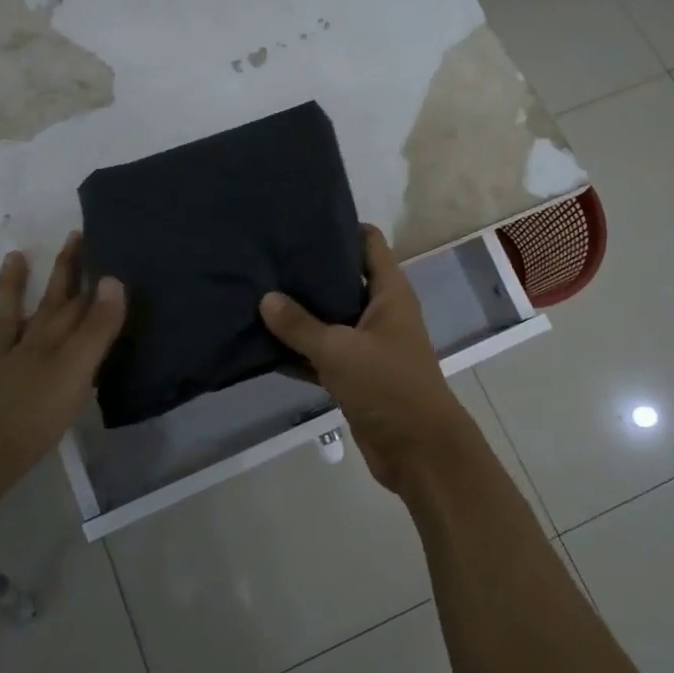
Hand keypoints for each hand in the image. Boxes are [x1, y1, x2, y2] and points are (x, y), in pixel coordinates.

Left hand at [0, 231, 125, 496]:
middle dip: (62, 273)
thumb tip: (113, 279)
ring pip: (3, 322)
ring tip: (13, 256)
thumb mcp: (78, 372)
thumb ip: (97, 329)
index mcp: (52, 344)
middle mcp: (24, 348)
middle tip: (71, 238)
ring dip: (9, 290)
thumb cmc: (38, 417)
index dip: (87, 273)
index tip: (96, 241)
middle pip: (46, 305)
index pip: (75, 302)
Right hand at [260, 224, 478, 493]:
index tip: (299, 221)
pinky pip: (321, 353)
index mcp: (389, 293)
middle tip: (265, 257)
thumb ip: (300, 325)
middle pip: (342, 278)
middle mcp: (380, 312)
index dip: (339, 227)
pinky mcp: (354, 375)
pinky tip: (262, 343)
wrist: (418, 451)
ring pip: (328, 318)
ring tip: (255, 293)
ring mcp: (367, 344)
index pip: (368, 243)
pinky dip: (298, 351)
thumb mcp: (340, 351)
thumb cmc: (388, 387)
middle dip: (308, 271)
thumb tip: (266, 298)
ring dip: (298, 313)